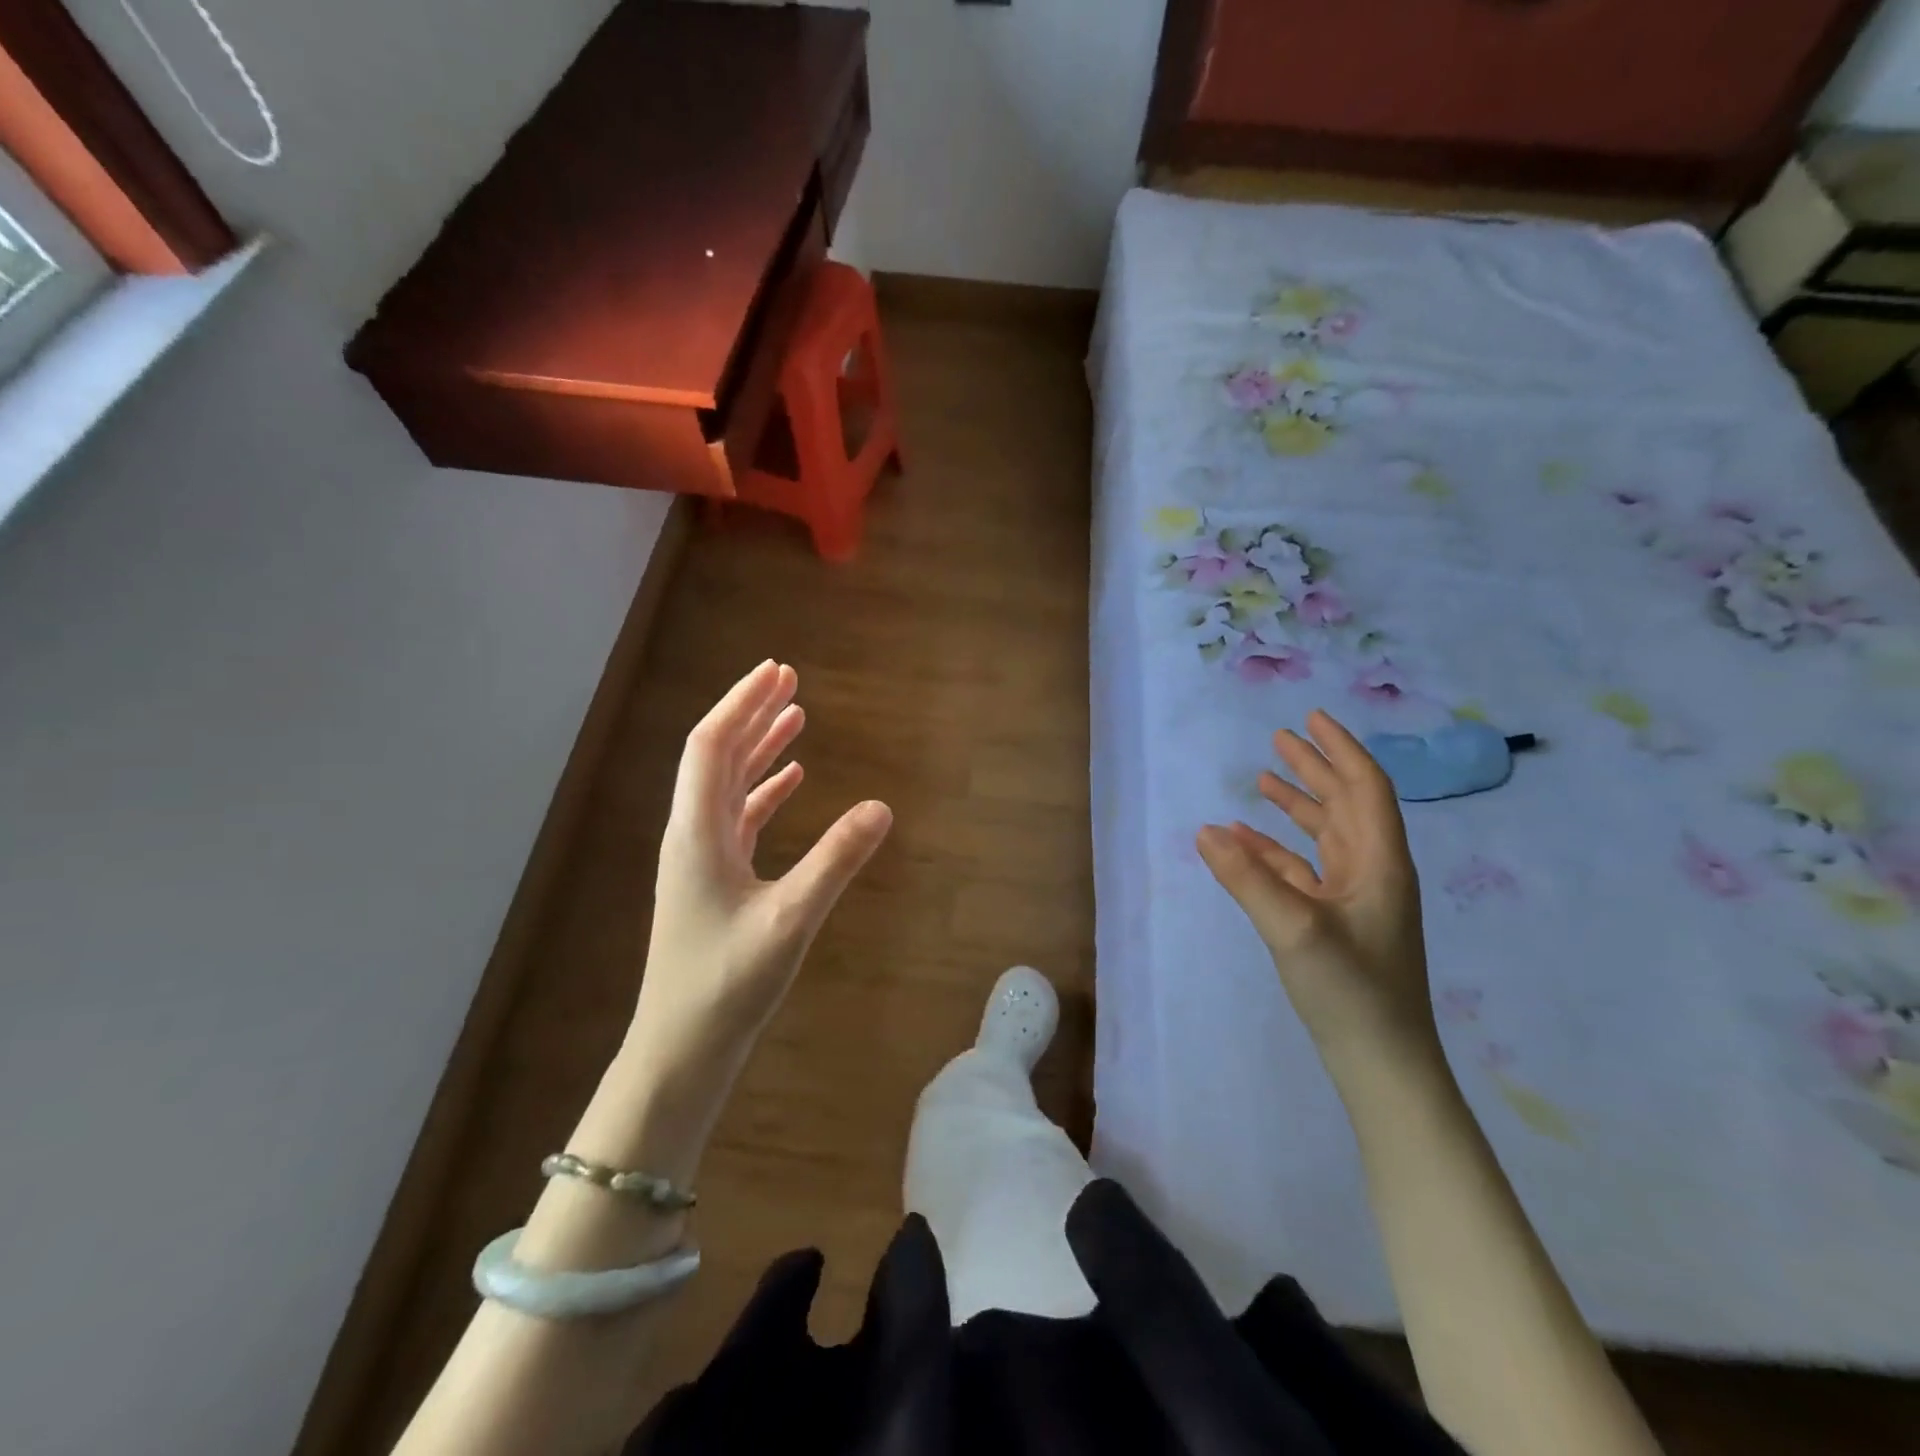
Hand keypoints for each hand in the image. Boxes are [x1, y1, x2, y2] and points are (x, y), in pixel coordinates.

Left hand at [626, 660, 891, 1097]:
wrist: (680, 1051)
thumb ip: (836, 860)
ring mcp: (701, 858)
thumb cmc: (726, 986)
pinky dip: (765, 790)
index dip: (742, 703)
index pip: (711, 745)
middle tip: (789, 679)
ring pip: (729, 785)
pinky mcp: (715, 880)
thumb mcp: (790, 920)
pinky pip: (740, 817)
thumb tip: (882, 807)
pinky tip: (792, 780)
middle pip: (717, 755)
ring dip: (759, 748)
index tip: (777, 671)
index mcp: (696, 832)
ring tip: (795, 716)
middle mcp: (692, 834)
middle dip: (752, 713)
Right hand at [1196, 710, 1434, 1072]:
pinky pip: (1304, 869)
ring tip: (1262, 779)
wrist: (1382, 1063)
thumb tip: (1203, 830)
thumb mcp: (1294, 928)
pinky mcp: (1336, 921)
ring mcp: (1355, 898)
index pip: (1365, 788)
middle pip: (1346, 804)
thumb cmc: (1352, 990)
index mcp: (1379, 862)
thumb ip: (1247, 877)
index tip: (1310, 719)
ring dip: (1297, 805)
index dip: (1340, 750)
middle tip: (1279, 738)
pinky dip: (1276, 849)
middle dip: (1314, 768)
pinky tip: (1244, 843)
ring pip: (1325, 835)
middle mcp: (1372, 871)